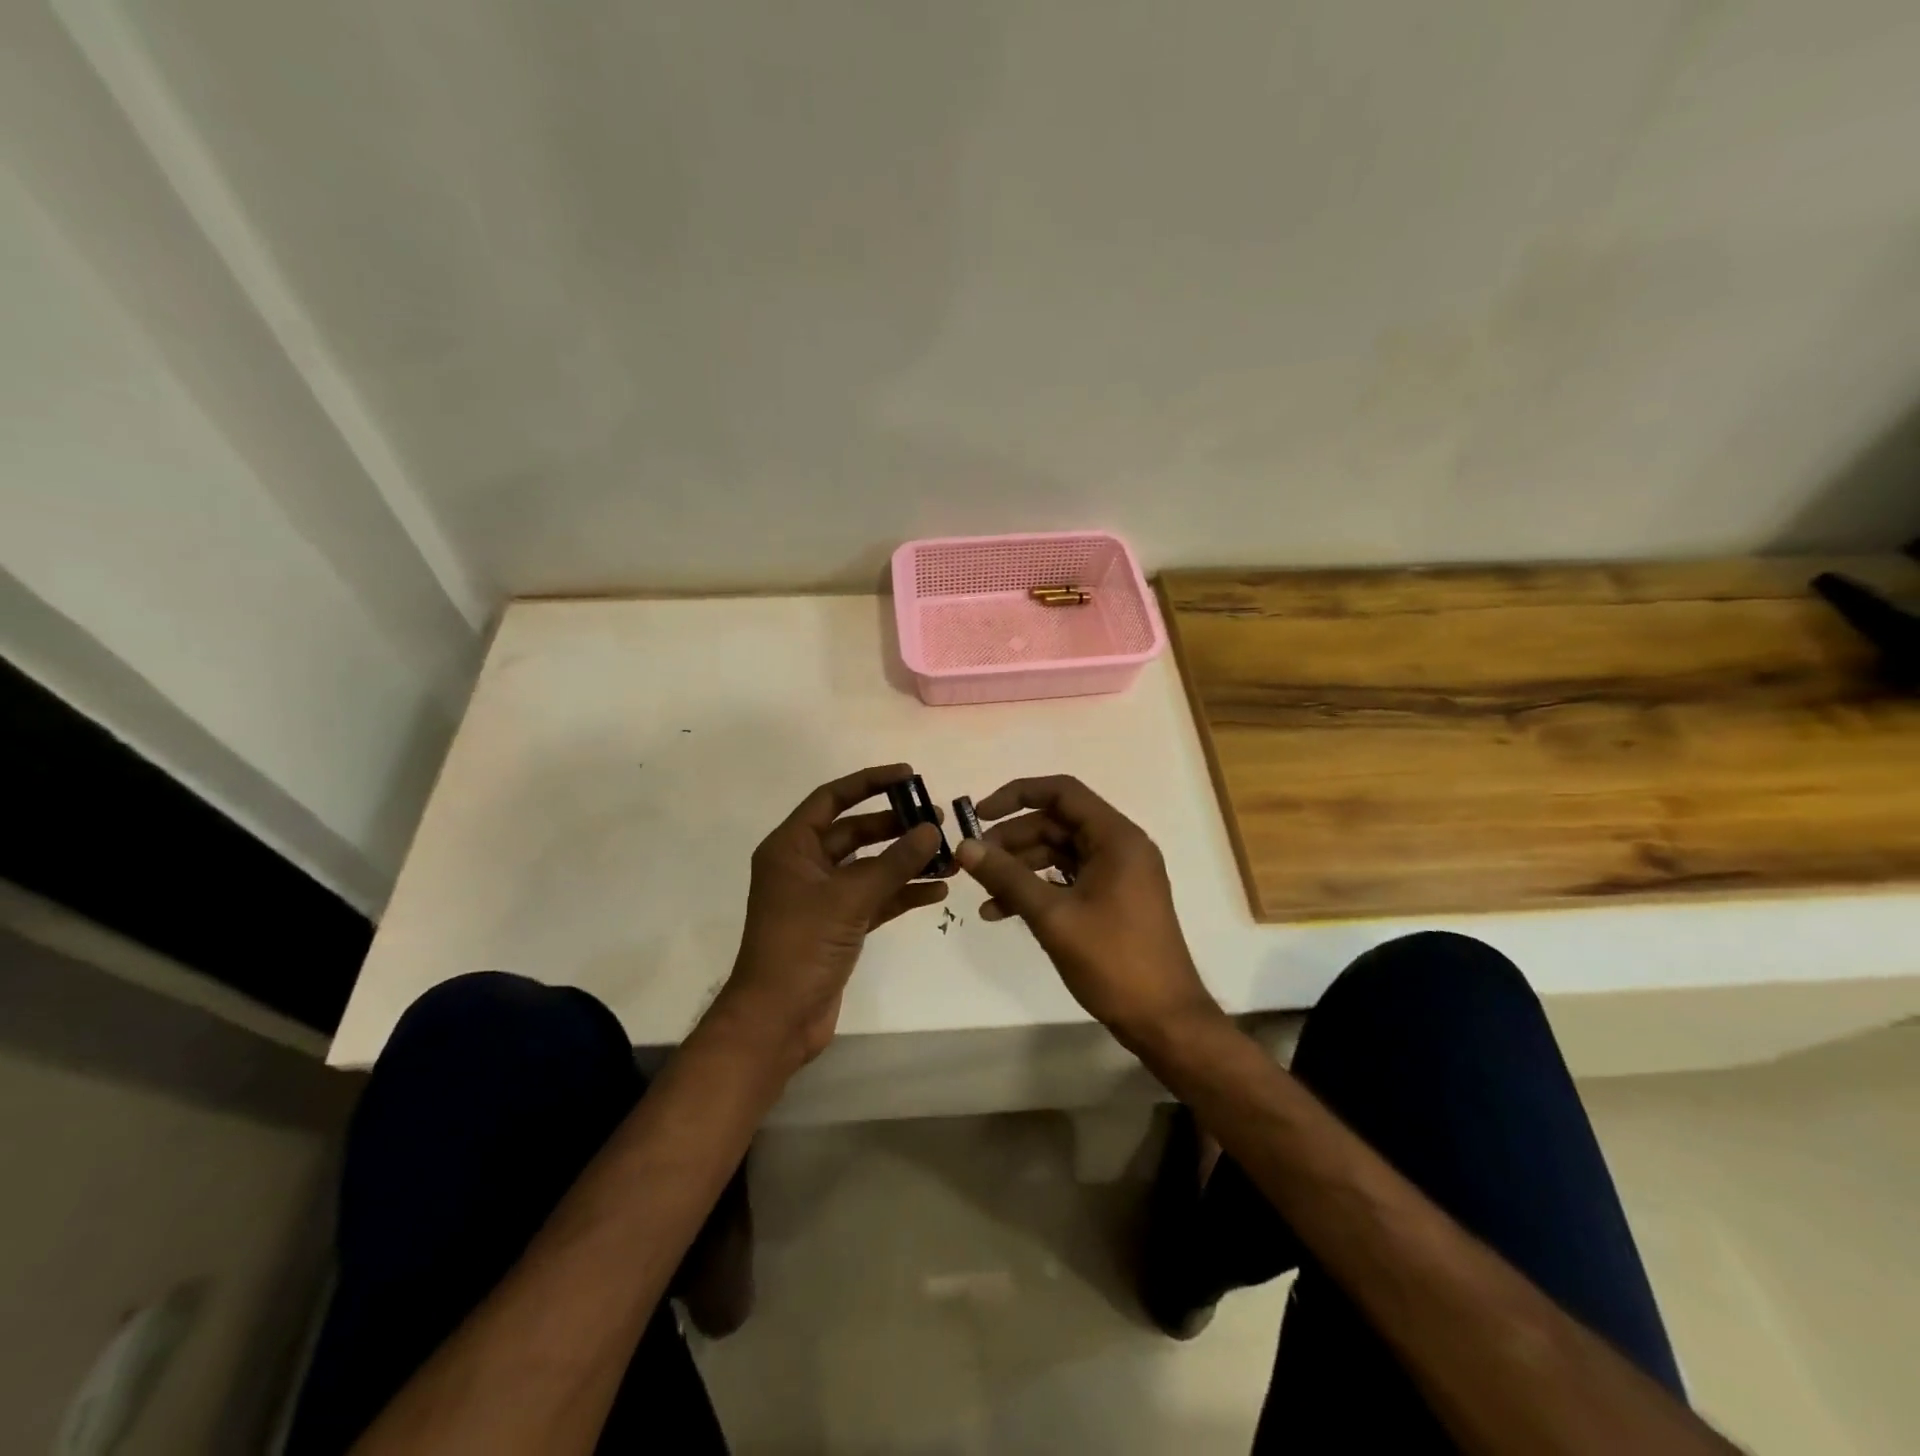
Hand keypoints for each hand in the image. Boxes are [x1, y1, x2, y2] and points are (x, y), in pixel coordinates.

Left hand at [716, 764, 948, 1065]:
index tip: (909, 776)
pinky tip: (937, 891)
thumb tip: (932, 829)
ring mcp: (823, 898)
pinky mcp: (839, 926)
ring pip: (870, 867)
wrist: (777, 1020)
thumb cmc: (801, 946)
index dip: (870, 782)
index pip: (833, 799)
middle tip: (937, 820)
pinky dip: (902, 893)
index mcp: (792, 847)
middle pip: (855, 832)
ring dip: (905, 861)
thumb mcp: (850, 898)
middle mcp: (805, 866)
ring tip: (947, 855)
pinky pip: (875, 898)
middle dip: (895, 825)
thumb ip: (894, 862)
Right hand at [954, 775, 1220, 1046]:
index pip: (1062, 792)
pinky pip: (1068, 880)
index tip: (979, 815)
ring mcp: (1118, 874)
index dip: (1017, 795)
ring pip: (1059, 853)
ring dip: (1020, 868)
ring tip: (983, 893)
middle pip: (1057, 823)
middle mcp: (1120, 847)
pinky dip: (1037, 889)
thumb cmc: (1114, 961)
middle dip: (1012, 840)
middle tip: (975, 862)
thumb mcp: (1053, 917)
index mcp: (1116, 838)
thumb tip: (965, 847)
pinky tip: (1001, 912)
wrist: (1163, 1020)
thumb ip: (1007, 877)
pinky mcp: (1113, 899)